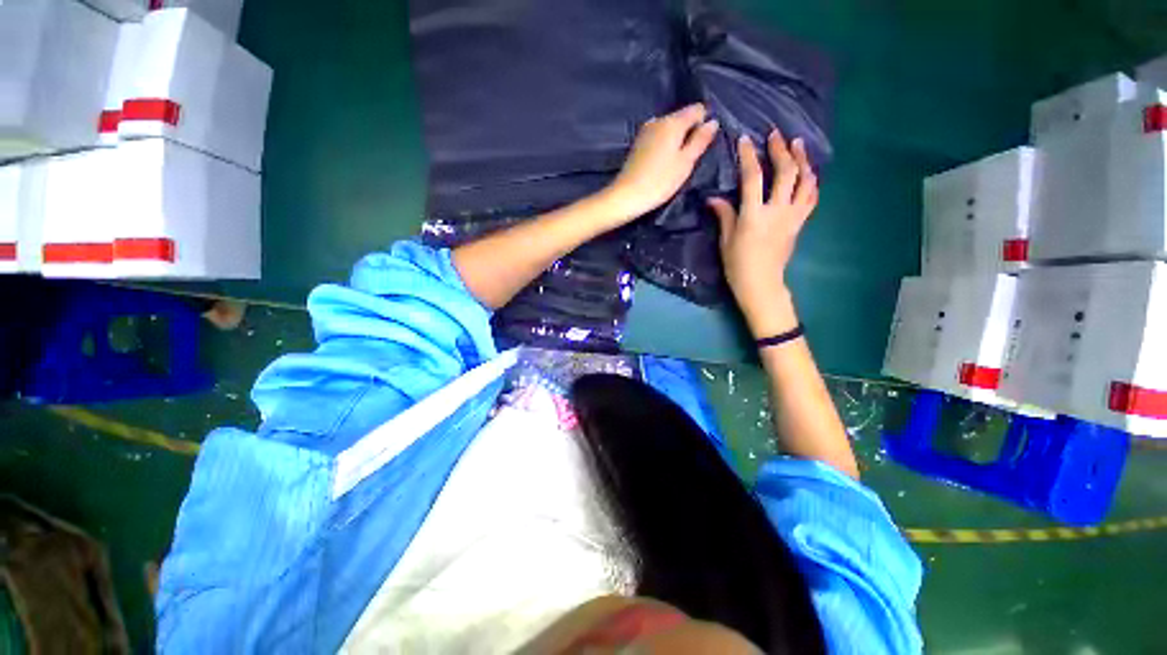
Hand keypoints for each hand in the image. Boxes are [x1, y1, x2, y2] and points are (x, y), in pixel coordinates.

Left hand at [601, 103, 719, 223]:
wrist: (627, 196)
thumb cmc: (660, 181)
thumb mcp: (686, 163)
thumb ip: (700, 140)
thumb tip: (713, 121)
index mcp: (673, 121)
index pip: (697, 109)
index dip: (704, 122)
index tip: (704, 143)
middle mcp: (658, 120)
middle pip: (681, 118)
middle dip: (689, 132)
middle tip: (691, 157)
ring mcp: (645, 131)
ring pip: (669, 128)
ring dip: (676, 140)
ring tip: (677, 161)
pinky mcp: (637, 144)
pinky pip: (658, 138)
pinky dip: (664, 145)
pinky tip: (663, 163)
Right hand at [708, 130, 817, 336]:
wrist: (761, 283)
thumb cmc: (737, 265)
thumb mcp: (725, 240)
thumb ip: (724, 215)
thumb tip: (713, 198)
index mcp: (753, 215)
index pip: (752, 178)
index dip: (749, 157)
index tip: (745, 140)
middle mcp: (777, 211)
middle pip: (785, 172)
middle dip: (781, 150)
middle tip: (776, 135)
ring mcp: (792, 216)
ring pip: (805, 181)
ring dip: (802, 160)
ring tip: (798, 145)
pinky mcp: (800, 223)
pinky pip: (811, 197)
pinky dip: (811, 181)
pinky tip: (808, 172)